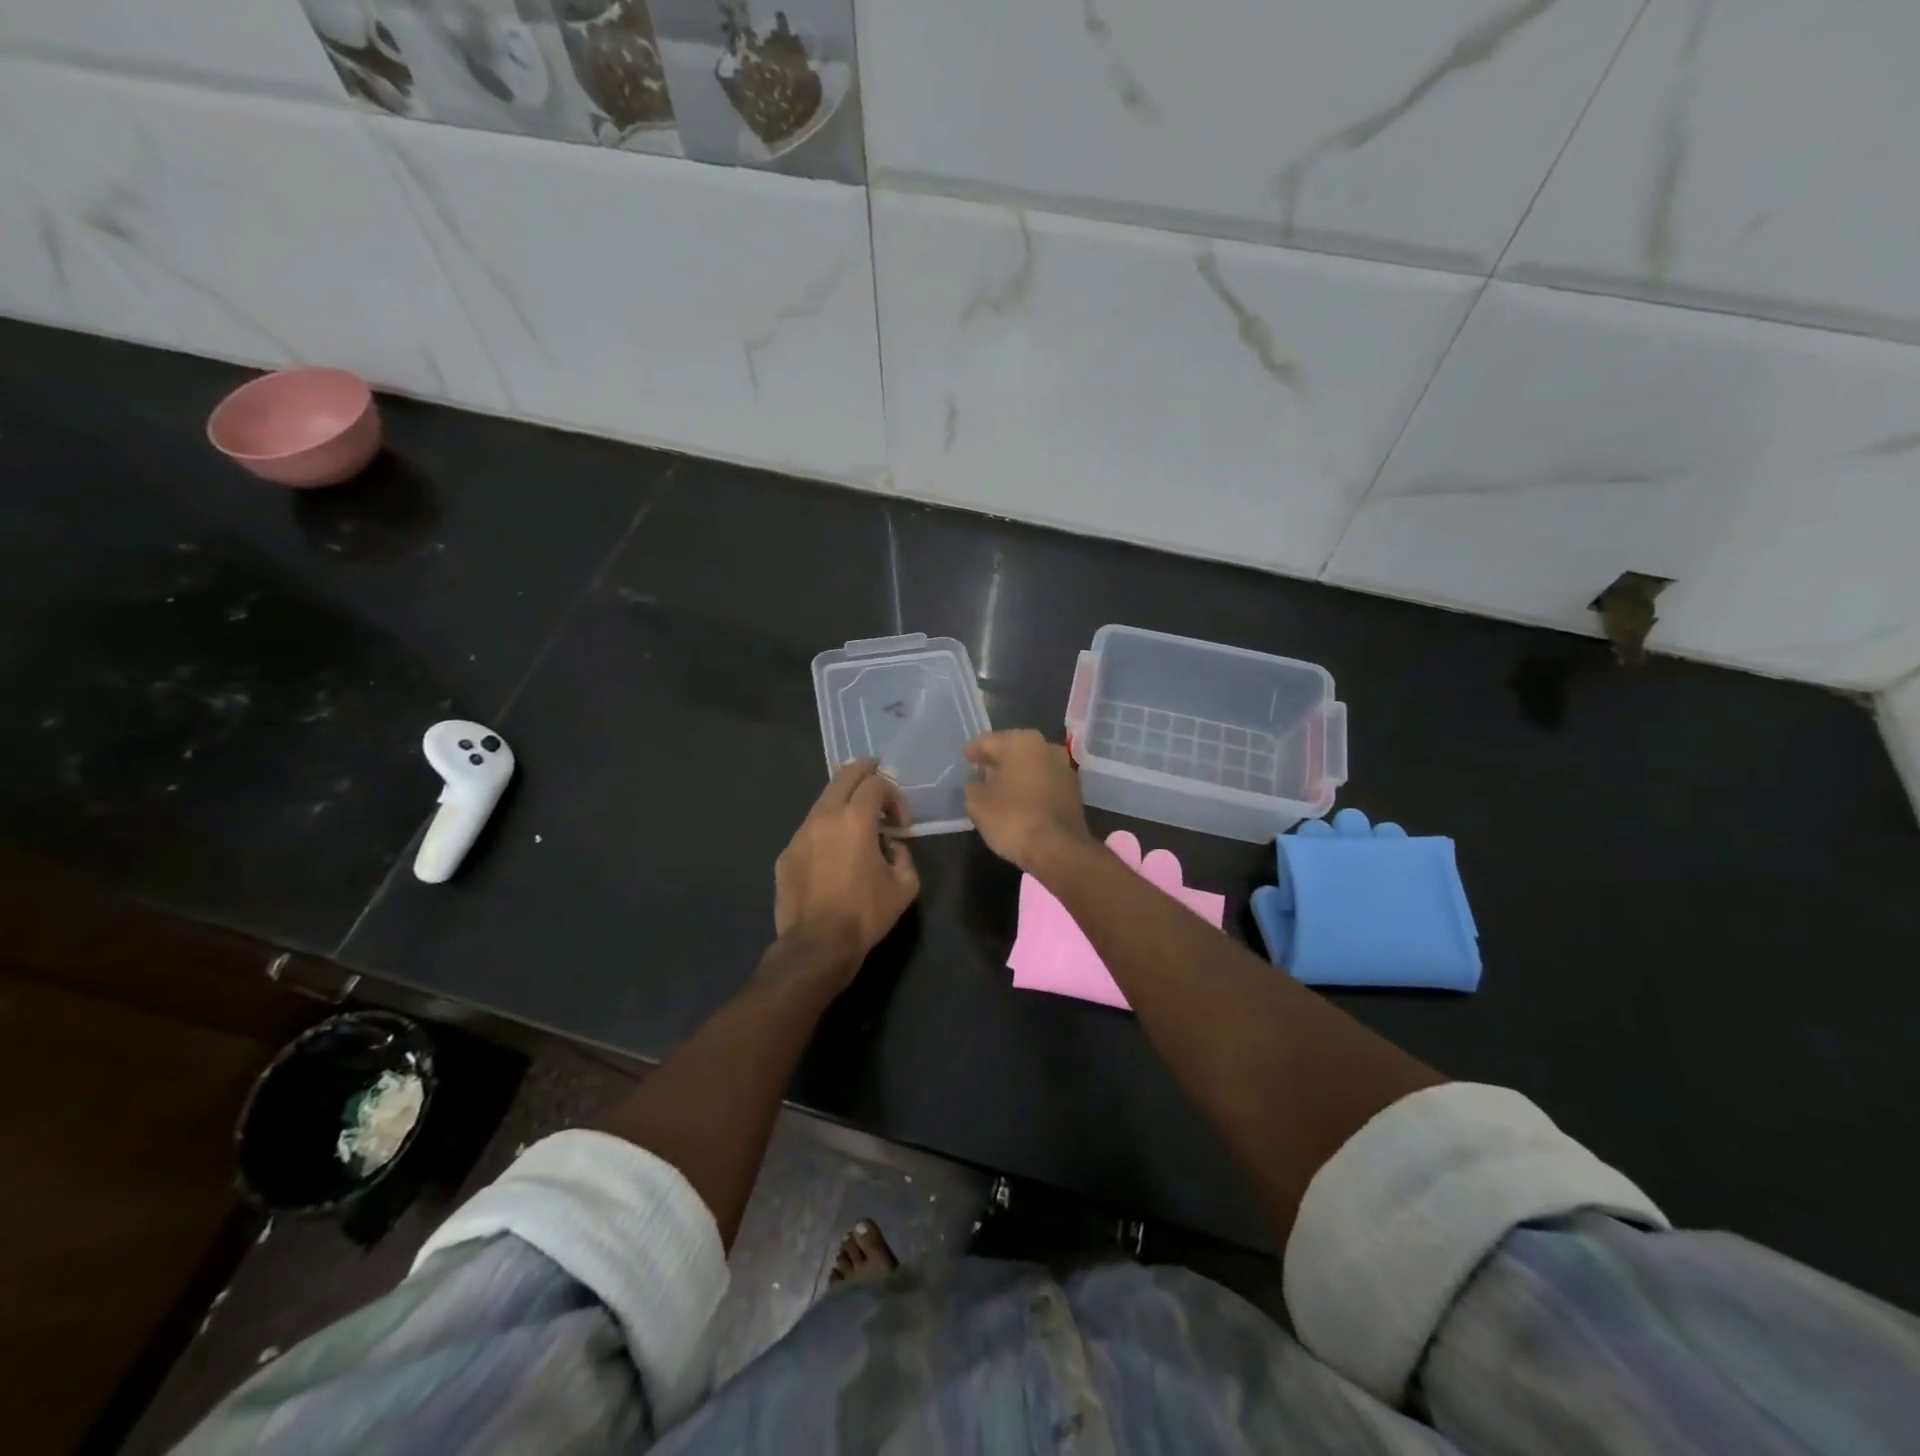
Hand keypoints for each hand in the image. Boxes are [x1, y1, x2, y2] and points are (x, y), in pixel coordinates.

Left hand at [773, 759, 918, 978]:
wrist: (817, 945)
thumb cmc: (866, 913)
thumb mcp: (904, 886)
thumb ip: (904, 856)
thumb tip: (892, 846)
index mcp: (855, 820)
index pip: (876, 784)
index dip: (894, 796)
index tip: (902, 823)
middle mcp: (824, 817)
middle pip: (843, 776)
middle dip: (863, 771)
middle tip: (876, 772)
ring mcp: (800, 834)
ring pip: (822, 801)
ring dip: (842, 801)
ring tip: (856, 816)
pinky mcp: (786, 854)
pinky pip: (809, 830)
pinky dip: (825, 830)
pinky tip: (833, 852)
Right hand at [963, 729, 1094, 874]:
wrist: (1059, 849)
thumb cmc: (1013, 819)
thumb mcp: (978, 804)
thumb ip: (972, 789)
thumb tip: (975, 785)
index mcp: (1021, 742)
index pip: (988, 742)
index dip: (973, 751)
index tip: (964, 758)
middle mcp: (1046, 747)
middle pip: (1013, 750)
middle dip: (996, 761)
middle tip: (979, 773)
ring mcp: (1064, 768)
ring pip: (1031, 765)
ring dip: (1015, 774)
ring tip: (997, 789)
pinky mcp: (1074, 790)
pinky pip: (1044, 782)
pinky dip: (1030, 787)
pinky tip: (1019, 801)